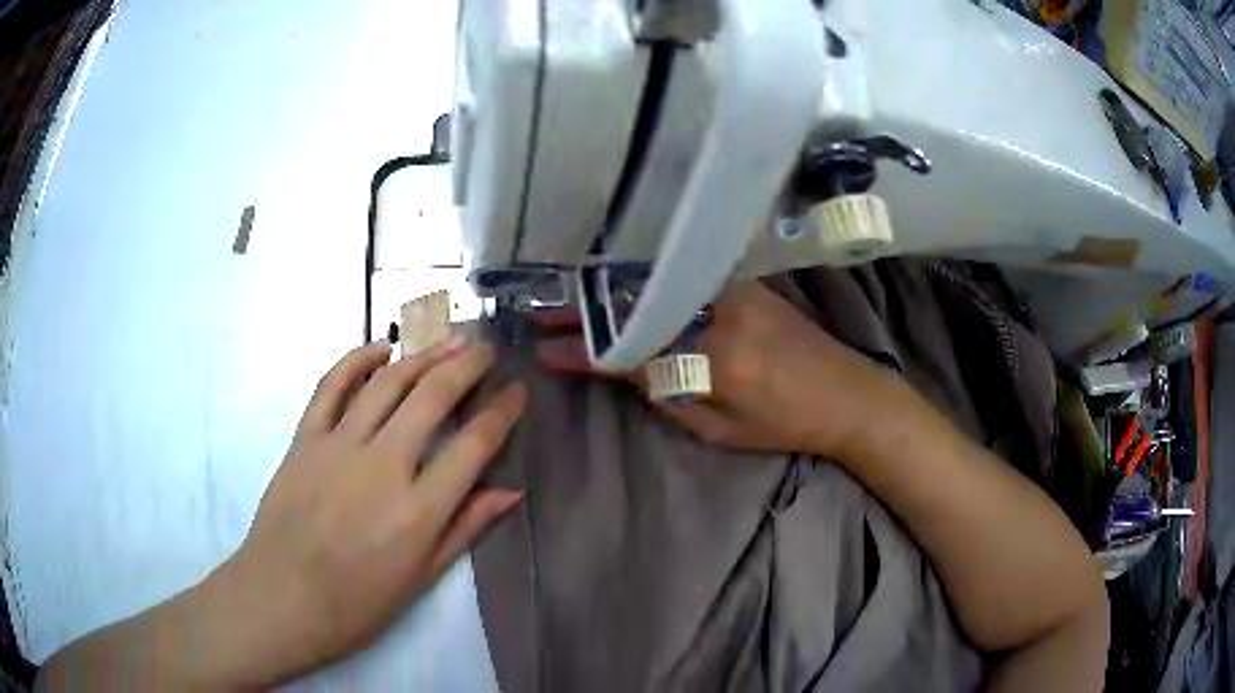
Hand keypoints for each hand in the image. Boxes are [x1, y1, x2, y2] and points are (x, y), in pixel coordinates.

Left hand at [207, 338, 525, 685]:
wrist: (281, 598)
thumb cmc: (357, 604)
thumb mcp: (421, 579)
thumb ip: (464, 529)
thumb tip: (510, 492)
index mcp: (418, 511)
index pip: (473, 446)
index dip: (502, 413)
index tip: (517, 392)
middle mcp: (382, 467)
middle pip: (432, 398)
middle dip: (467, 366)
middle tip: (486, 349)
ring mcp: (338, 447)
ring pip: (387, 383)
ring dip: (422, 355)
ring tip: (448, 342)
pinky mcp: (305, 439)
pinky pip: (331, 386)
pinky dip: (357, 360)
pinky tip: (380, 349)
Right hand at [538, 281, 891, 454]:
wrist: (848, 393)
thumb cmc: (786, 423)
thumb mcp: (721, 430)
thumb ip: (667, 395)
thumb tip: (619, 368)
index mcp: (716, 359)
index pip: (632, 351)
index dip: (584, 351)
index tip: (545, 350)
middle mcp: (721, 312)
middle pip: (637, 307)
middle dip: (585, 311)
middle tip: (545, 313)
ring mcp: (734, 288)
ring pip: (657, 283)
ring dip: (608, 289)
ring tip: (569, 293)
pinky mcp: (743, 279)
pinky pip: (682, 274)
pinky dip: (645, 278)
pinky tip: (618, 278)